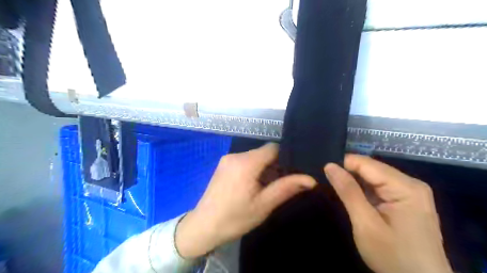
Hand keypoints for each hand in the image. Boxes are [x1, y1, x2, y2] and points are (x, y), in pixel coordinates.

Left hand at [175, 142, 316, 257]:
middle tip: (280, 185)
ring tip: (266, 189)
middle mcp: (235, 156)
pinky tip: (253, 187)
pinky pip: (244, 162)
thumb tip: (311, 179)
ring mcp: (227, 160)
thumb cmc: (235, 218)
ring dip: (264, 169)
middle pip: (263, 153)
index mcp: (246, 163)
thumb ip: (286, 188)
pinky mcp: (223, 166)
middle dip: (274, 166)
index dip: (285, 158)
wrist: (203, 227)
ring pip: (254, 158)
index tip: (291, 173)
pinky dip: (253, 170)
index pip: (273, 148)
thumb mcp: (264, 204)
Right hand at [322, 154, 452, 272]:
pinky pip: (379, 188)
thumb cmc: (394, 257)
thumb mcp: (365, 224)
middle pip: (370, 169)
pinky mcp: (406, 201)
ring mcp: (410, 192)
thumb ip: (348, 192)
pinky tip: (352, 197)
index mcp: (405, 187)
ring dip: (354, 183)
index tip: (323, 172)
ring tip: (335, 188)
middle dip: (348, 174)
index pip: (366, 163)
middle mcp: (410, 184)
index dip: (342, 165)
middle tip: (326, 181)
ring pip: (373, 178)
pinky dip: (363, 191)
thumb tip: (329, 165)